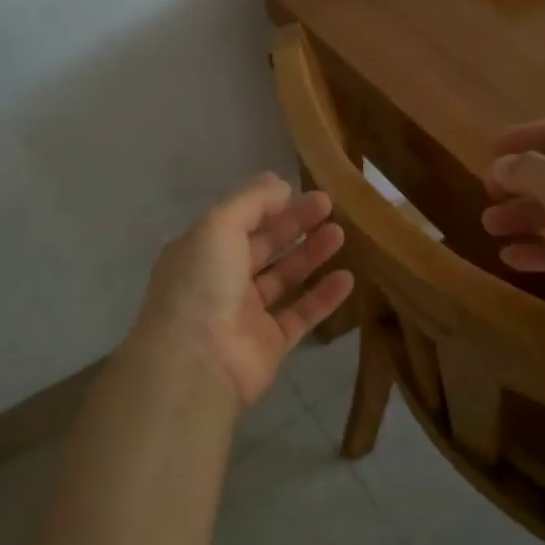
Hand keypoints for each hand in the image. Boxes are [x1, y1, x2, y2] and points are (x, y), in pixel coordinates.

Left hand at [130, 174, 354, 408]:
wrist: (197, 362)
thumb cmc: (203, 283)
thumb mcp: (219, 225)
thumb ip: (251, 201)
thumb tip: (278, 182)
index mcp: (201, 251)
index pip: (239, 221)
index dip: (269, 205)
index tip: (302, 190)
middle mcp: (221, 280)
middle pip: (264, 246)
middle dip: (295, 225)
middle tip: (330, 205)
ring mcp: (245, 314)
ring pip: (284, 278)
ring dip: (311, 255)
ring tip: (340, 234)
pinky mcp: (269, 344)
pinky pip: (301, 315)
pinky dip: (323, 297)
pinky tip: (347, 278)